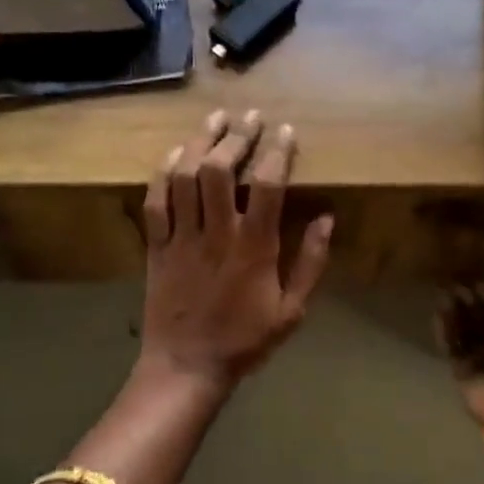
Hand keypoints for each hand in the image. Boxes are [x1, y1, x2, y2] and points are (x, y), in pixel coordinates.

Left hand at [140, 110, 334, 397]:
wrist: (186, 367)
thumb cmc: (245, 340)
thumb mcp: (292, 310)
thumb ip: (311, 263)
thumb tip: (327, 219)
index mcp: (255, 247)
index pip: (268, 185)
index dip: (278, 152)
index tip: (285, 131)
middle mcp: (217, 233)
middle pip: (220, 170)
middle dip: (236, 136)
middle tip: (249, 116)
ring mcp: (182, 237)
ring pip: (185, 177)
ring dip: (199, 143)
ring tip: (214, 120)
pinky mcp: (157, 246)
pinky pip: (155, 201)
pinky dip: (163, 172)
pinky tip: (174, 153)